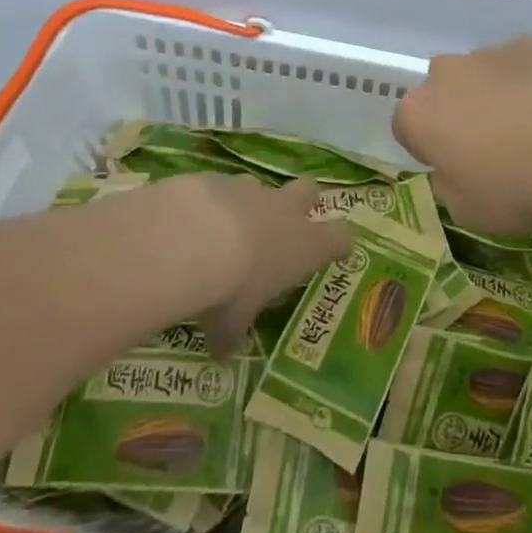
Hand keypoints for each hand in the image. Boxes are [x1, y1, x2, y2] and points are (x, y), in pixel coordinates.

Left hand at [187, 175, 351, 356]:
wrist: (190, 239)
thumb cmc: (230, 288)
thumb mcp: (231, 324)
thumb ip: (232, 335)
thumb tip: (223, 354)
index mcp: (304, 246)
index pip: (340, 237)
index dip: (339, 243)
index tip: (336, 251)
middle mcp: (284, 211)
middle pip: (309, 190)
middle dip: (303, 202)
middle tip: (286, 224)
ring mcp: (251, 189)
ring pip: (262, 186)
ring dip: (251, 203)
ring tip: (227, 228)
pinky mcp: (217, 178)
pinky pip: (221, 187)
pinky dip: (211, 202)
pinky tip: (191, 222)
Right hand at [393, 38, 531, 237]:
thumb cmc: (514, 188)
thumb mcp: (467, 210)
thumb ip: (449, 184)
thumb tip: (453, 169)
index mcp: (418, 113)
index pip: (407, 127)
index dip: (428, 147)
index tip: (453, 166)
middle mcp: (446, 73)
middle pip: (444, 91)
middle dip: (459, 111)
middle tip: (492, 145)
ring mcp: (490, 53)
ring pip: (484, 73)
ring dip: (497, 94)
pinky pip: (524, 64)